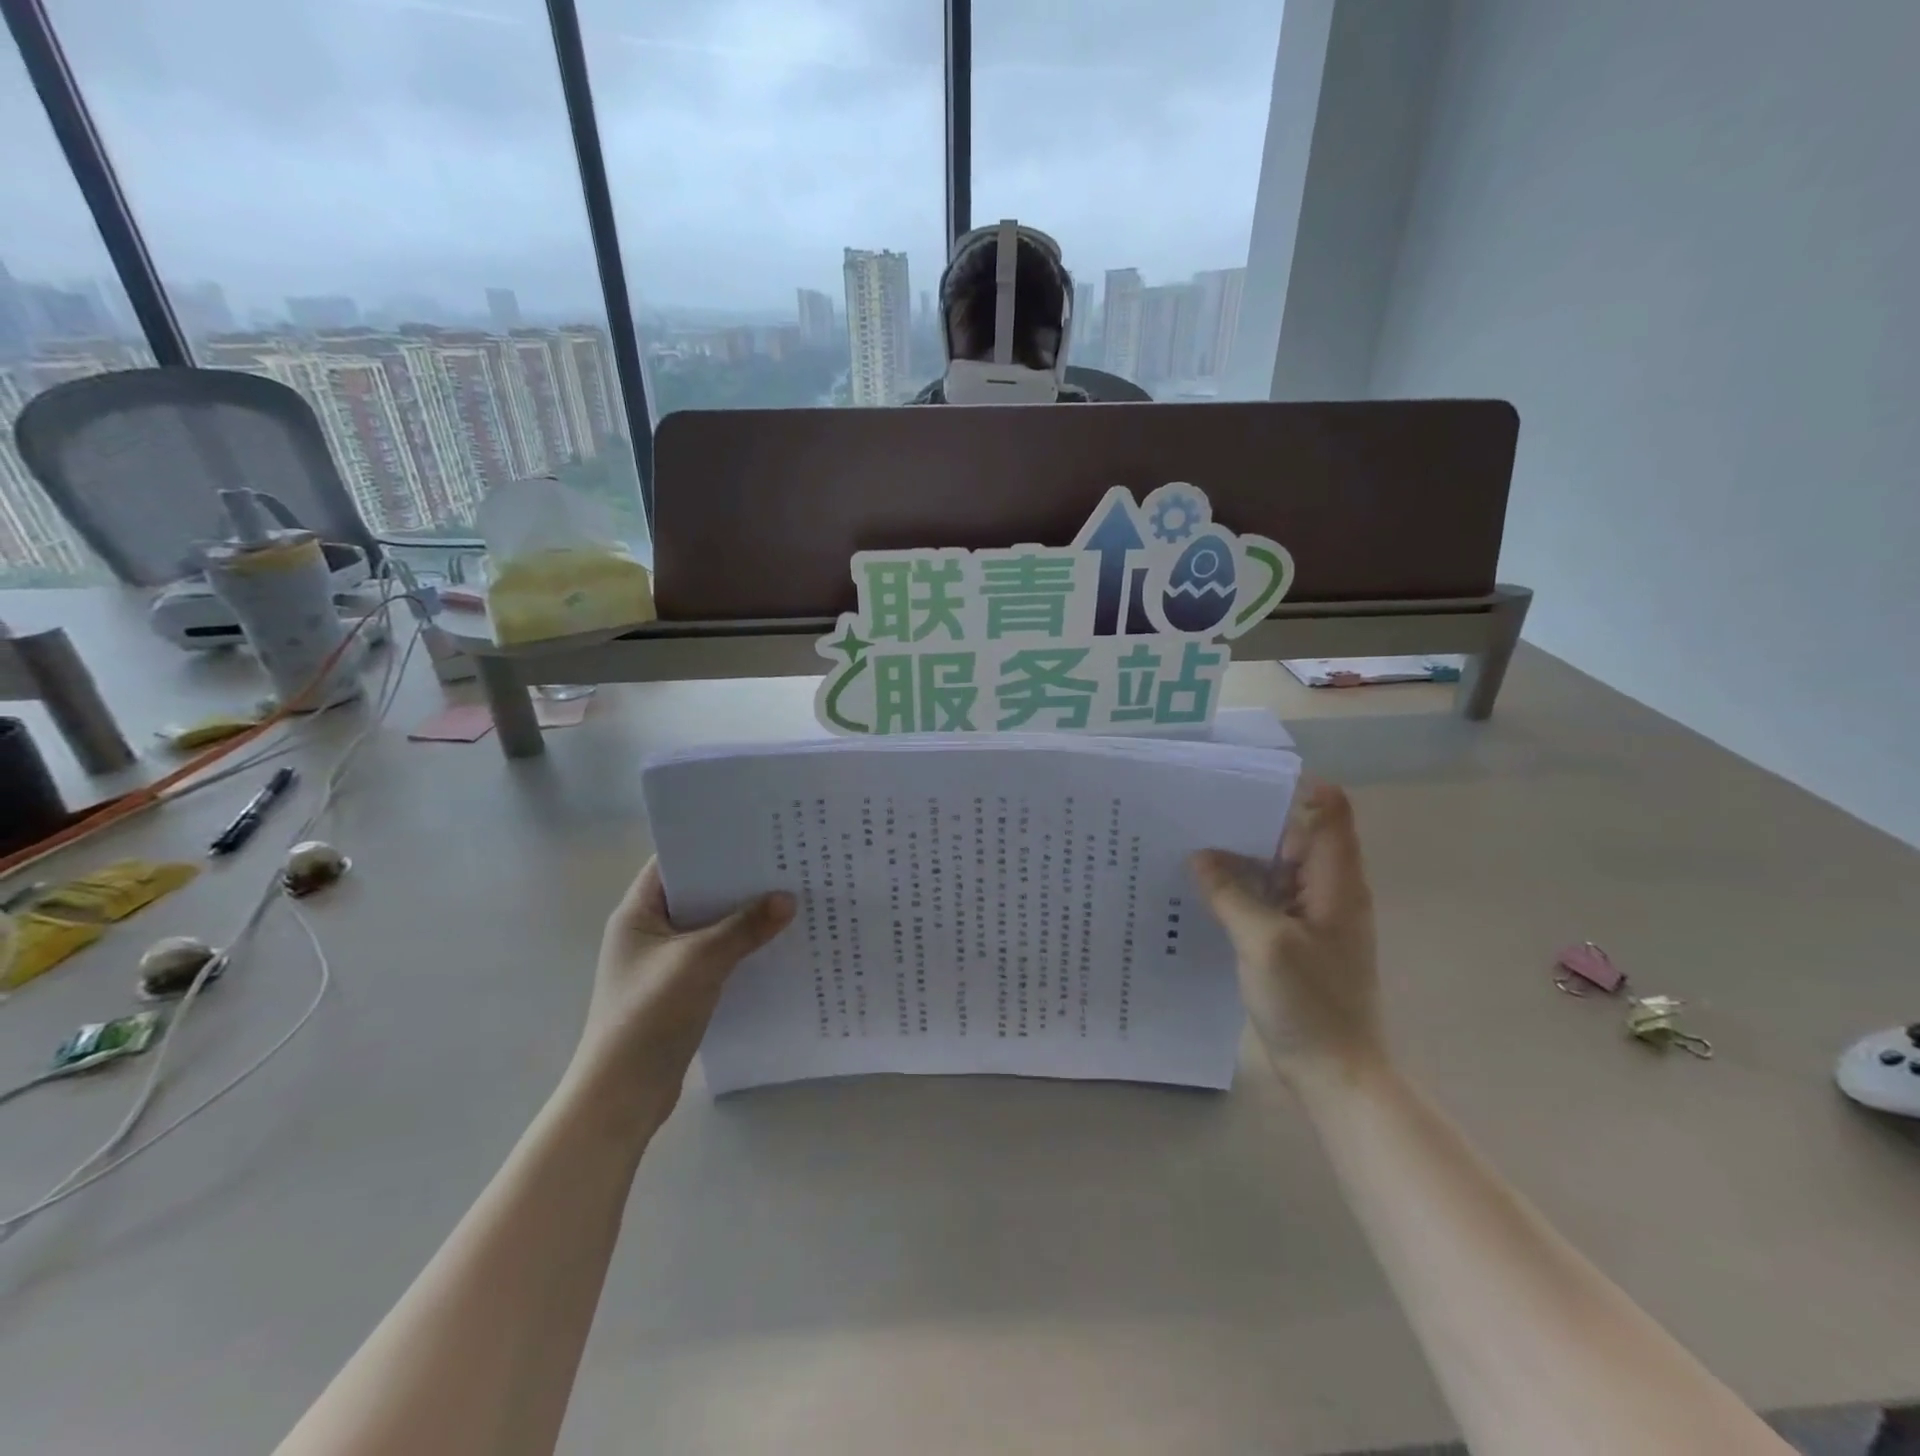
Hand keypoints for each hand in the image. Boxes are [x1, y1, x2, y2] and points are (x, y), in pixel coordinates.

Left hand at [570, 858, 793, 1127]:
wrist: (622, 1097)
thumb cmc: (648, 1016)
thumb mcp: (700, 962)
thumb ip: (744, 927)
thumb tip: (788, 899)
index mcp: (637, 913)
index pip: (674, 862)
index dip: (710, 843)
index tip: (754, 831)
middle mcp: (648, 932)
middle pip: (697, 893)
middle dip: (737, 880)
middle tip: (784, 860)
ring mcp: (664, 963)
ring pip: (710, 926)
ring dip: (743, 916)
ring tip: (790, 896)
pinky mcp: (680, 989)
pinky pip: (716, 955)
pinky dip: (741, 947)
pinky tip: (775, 943)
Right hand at [1192, 782, 1384, 1085]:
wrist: (1335, 1073)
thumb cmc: (1310, 1003)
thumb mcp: (1264, 942)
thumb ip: (1231, 893)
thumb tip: (1201, 856)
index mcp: (1337, 882)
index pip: (1330, 812)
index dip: (1296, 788)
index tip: (1244, 782)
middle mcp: (1329, 891)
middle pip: (1296, 836)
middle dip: (1252, 820)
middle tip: (1198, 810)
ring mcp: (1313, 917)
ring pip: (1277, 869)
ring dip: (1241, 857)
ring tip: (1190, 843)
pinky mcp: (1295, 940)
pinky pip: (1268, 899)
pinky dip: (1241, 889)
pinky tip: (1203, 891)